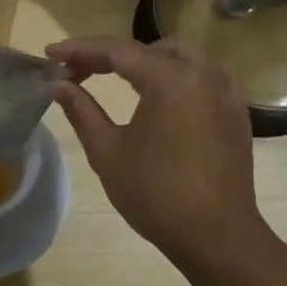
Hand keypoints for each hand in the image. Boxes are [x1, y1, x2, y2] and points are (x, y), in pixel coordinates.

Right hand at [45, 36, 285, 272]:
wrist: (216, 236)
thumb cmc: (156, 193)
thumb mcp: (107, 151)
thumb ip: (81, 110)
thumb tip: (58, 85)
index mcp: (171, 79)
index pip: (117, 50)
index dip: (79, 49)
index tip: (50, 55)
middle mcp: (203, 74)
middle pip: (149, 49)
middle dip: (110, 55)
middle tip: (78, 72)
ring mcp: (225, 93)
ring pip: (180, 58)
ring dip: (144, 61)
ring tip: (114, 78)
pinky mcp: (236, 113)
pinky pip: (202, 76)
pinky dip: (174, 75)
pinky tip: (158, 95)